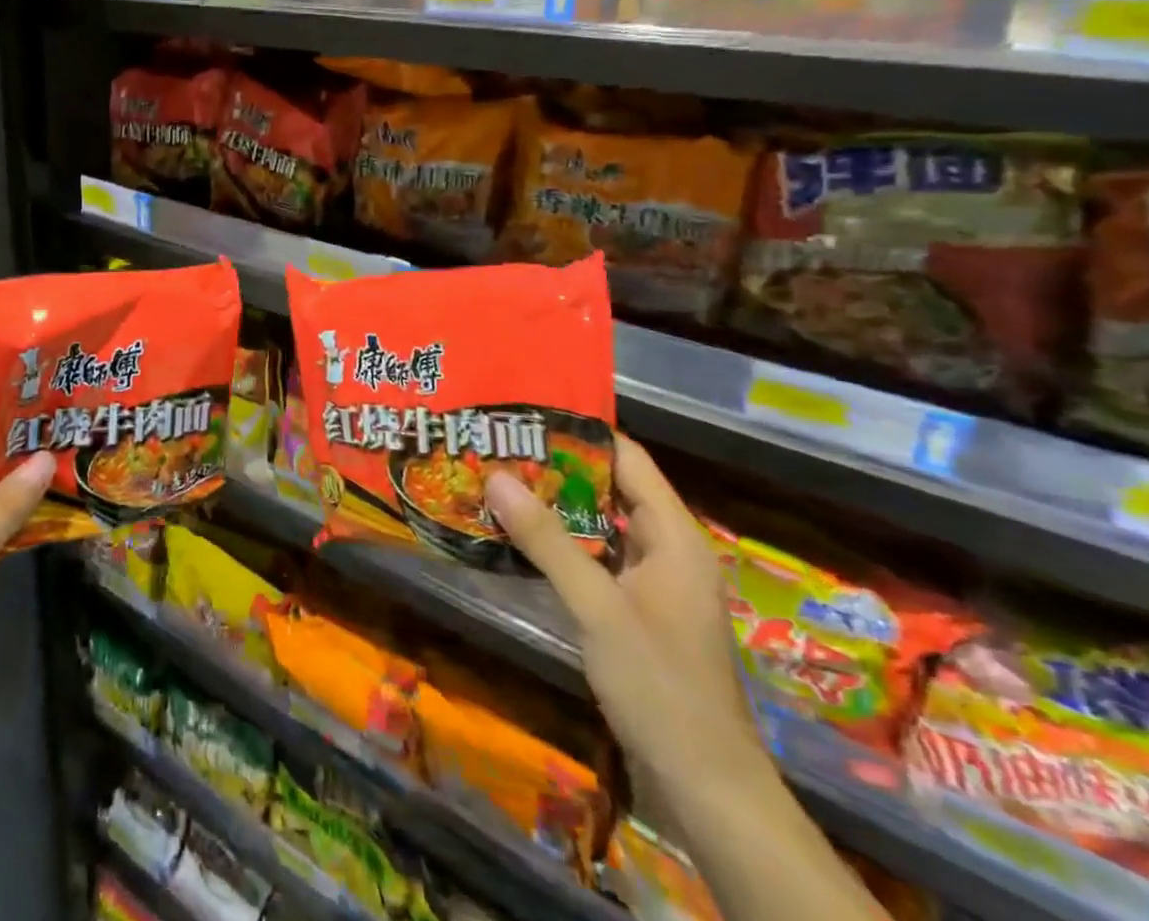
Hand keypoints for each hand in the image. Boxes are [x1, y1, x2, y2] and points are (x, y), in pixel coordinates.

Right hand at [486, 435, 766, 799]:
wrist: (705, 786)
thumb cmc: (660, 686)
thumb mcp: (597, 608)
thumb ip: (547, 540)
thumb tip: (496, 475)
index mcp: (674, 537)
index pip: (628, 459)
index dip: (580, 432)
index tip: (525, 415)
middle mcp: (666, 549)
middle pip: (610, 487)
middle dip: (555, 468)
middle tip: (497, 447)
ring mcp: (653, 582)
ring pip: (599, 524)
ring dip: (554, 506)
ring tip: (497, 482)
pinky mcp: (636, 609)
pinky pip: (595, 557)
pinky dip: (560, 542)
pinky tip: (518, 538)